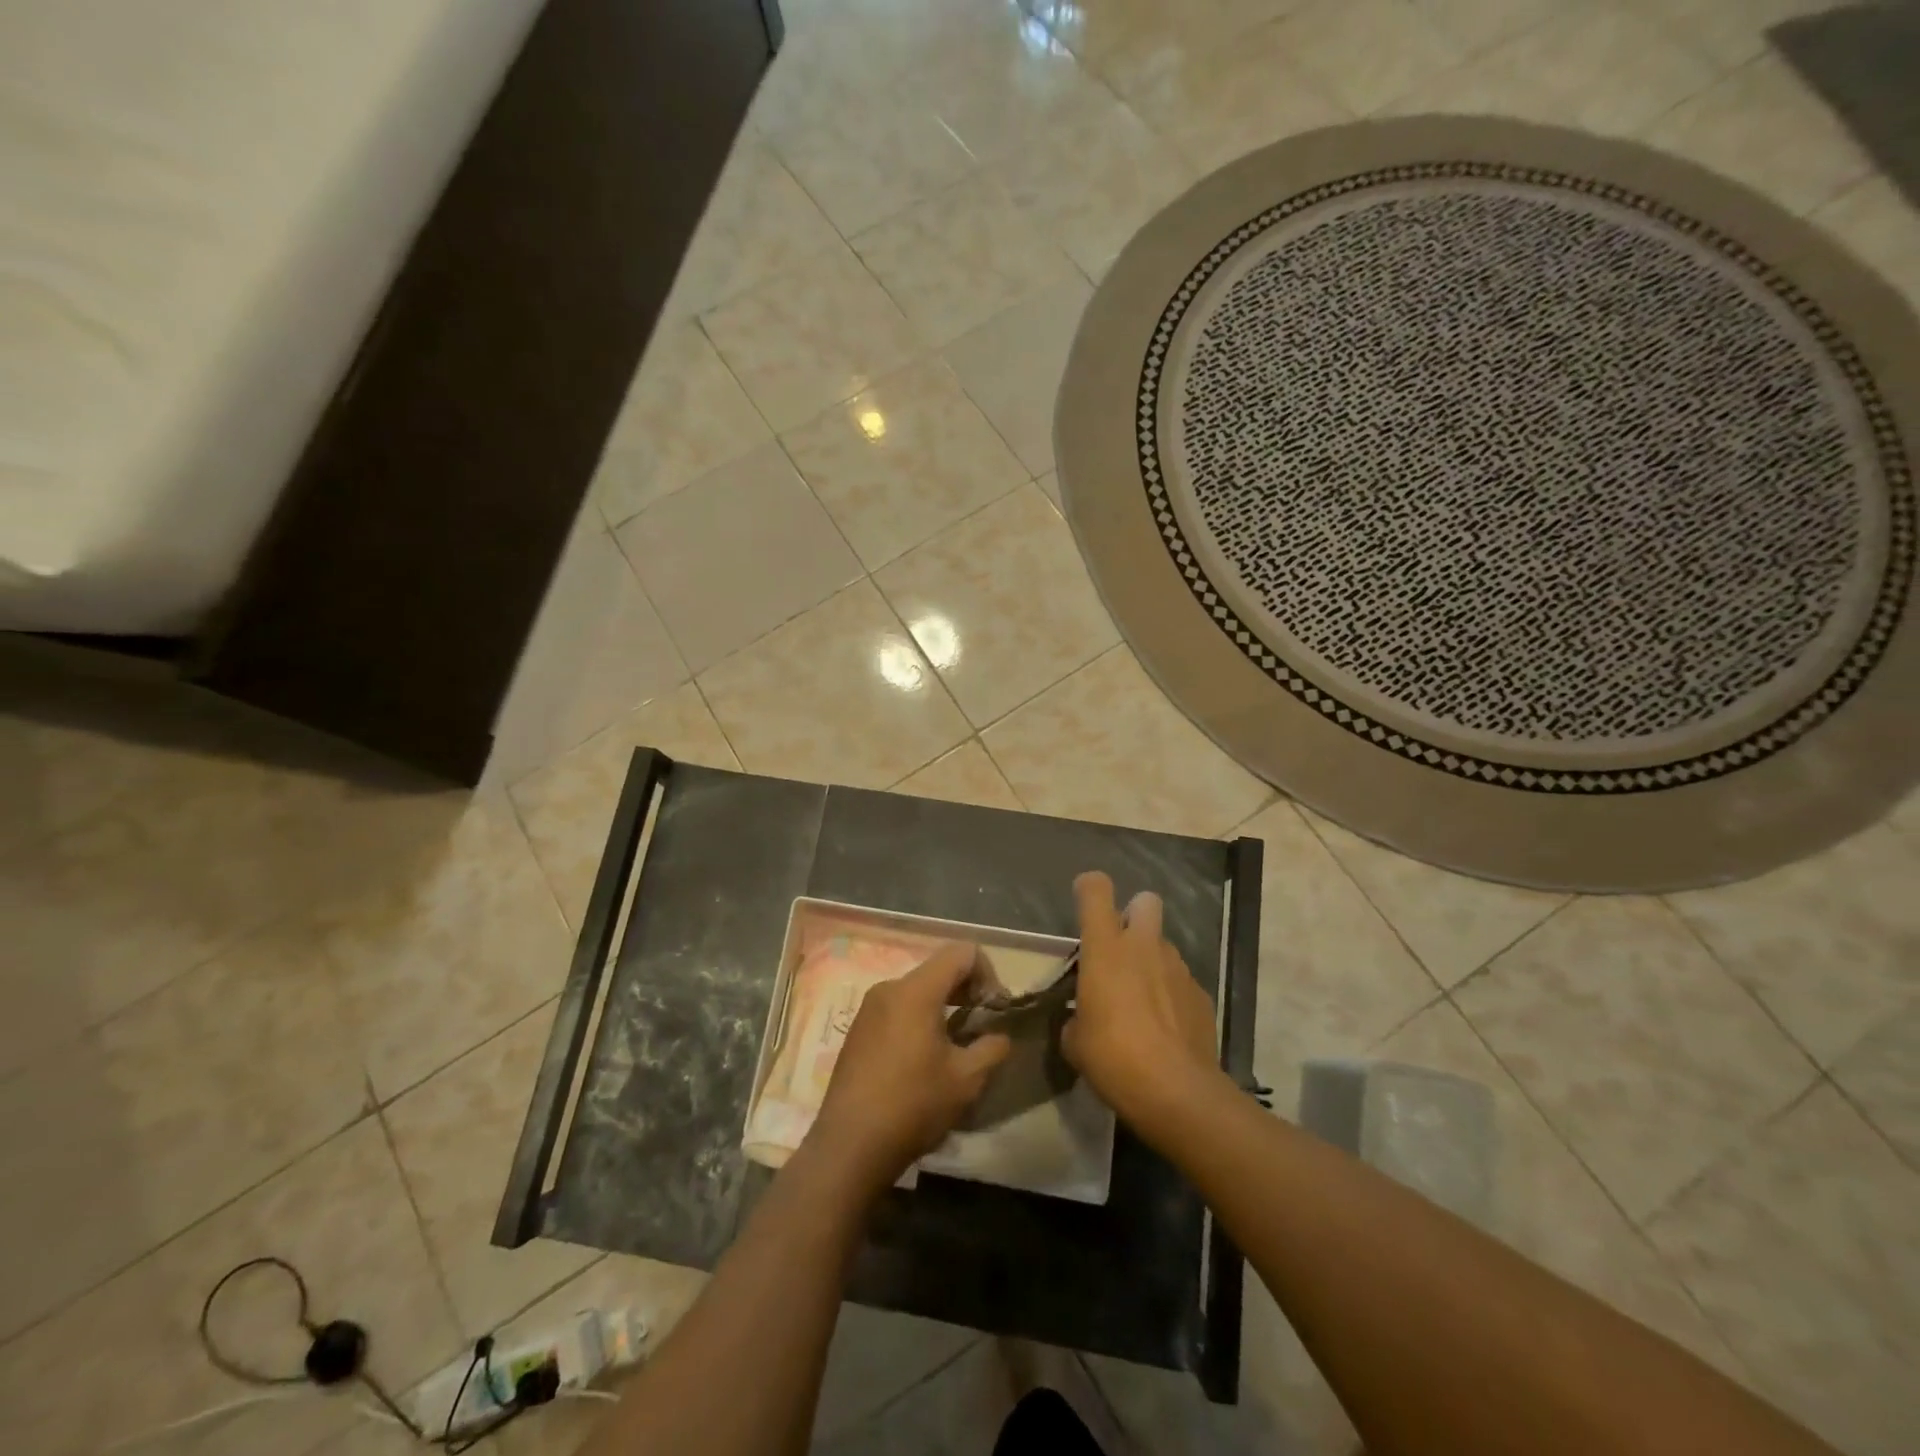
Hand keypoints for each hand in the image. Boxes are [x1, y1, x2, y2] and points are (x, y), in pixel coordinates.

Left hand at [809, 942, 1011, 1193]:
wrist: (849, 1145)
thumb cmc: (913, 1105)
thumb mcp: (966, 1080)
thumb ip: (992, 1048)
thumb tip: (999, 1035)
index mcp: (916, 990)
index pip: (961, 953)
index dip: (988, 973)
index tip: (994, 1009)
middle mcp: (889, 988)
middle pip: (938, 969)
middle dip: (967, 990)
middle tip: (982, 1025)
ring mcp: (869, 1008)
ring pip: (917, 990)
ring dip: (944, 1006)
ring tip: (956, 1044)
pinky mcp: (858, 1029)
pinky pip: (898, 1008)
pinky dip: (920, 1018)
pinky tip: (925, 1058)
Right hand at [1062, 872, 1224, 1133]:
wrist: (1178, 1093)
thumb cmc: (1114, 1058)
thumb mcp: (1075, 1042)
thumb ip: (1075, 1018)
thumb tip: (1080, 1020)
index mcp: (1106, 948)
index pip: (1096, 890)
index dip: (1089, 888)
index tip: (1083, 900)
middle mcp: (1144, 946)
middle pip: (1145, 901)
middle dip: (1133, 915)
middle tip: (1120, 948)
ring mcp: (1178, 968)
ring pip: (1163, 945)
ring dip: (1151, 960)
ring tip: (1140, 1000)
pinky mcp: (1201, 994)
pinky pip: (1180, 980)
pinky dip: (1171, 993)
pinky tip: (1164, 1026)